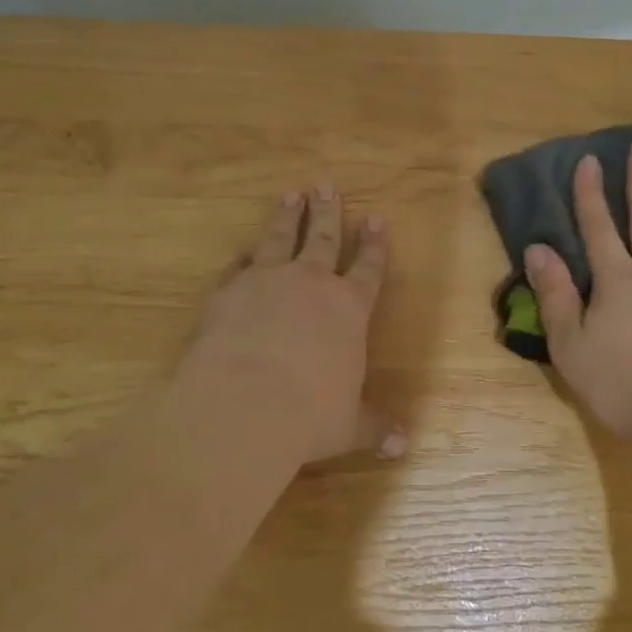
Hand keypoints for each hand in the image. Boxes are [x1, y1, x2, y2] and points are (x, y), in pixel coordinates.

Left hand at [180, 184, 403, 468]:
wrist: (243, 405)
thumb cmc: (309, 415)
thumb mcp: (348, 425)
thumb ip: (374, 427)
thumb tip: (403, 446)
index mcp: (348, 308)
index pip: (368, 268)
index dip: (374, 244)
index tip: (377, 219)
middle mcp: (310, 284)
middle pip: (323, 238)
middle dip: (328, 212)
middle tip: (326, 186)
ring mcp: (267, 281)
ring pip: (280, 237)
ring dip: (287, 216)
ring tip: (290, 194)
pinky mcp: (228, 291)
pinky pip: (238, 267)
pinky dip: (243, 259)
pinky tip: (242, 252)